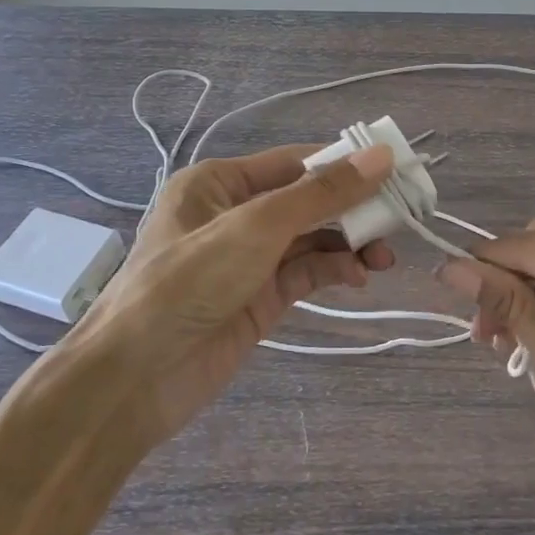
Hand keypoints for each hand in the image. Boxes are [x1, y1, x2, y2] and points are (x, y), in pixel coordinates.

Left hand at [64, 144, 396, 455]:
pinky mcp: (260, 297)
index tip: (395, 171)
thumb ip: (322, 194)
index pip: (296, 162)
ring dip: (349, 243)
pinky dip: (335, 270)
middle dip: (352, 208)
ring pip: (312, 239)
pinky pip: (306, 272)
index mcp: (220, 182)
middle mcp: (234, 214)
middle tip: (400, 217)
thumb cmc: (188, 282)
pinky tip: (359, 276)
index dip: (346, 164)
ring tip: (384, 256)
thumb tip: (381, 156)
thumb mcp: (256, 228)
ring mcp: (248, 258)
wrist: (135, 378)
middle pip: (308, 200)